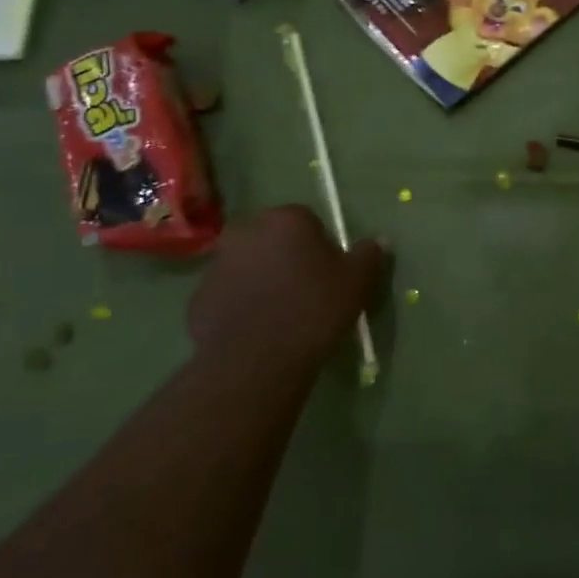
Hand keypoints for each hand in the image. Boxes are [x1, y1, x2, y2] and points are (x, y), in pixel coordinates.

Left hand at [187, 207, 385, 373]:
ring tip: (281, 314)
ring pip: (248, 266)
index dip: (320, 247)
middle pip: (273, 240)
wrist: (258, 358)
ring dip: (261, 280)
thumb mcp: (357, 281)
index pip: (307, 221)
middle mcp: (246, 231)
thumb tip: (379, 240)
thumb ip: (369, 254)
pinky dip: (241, 306)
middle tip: (306, 290)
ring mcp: (216, 264)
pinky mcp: (199, 298)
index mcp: (285, 219)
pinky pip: (228, 295)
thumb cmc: (315, 308)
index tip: (329, 272)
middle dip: (286, 257)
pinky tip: (258, 329)